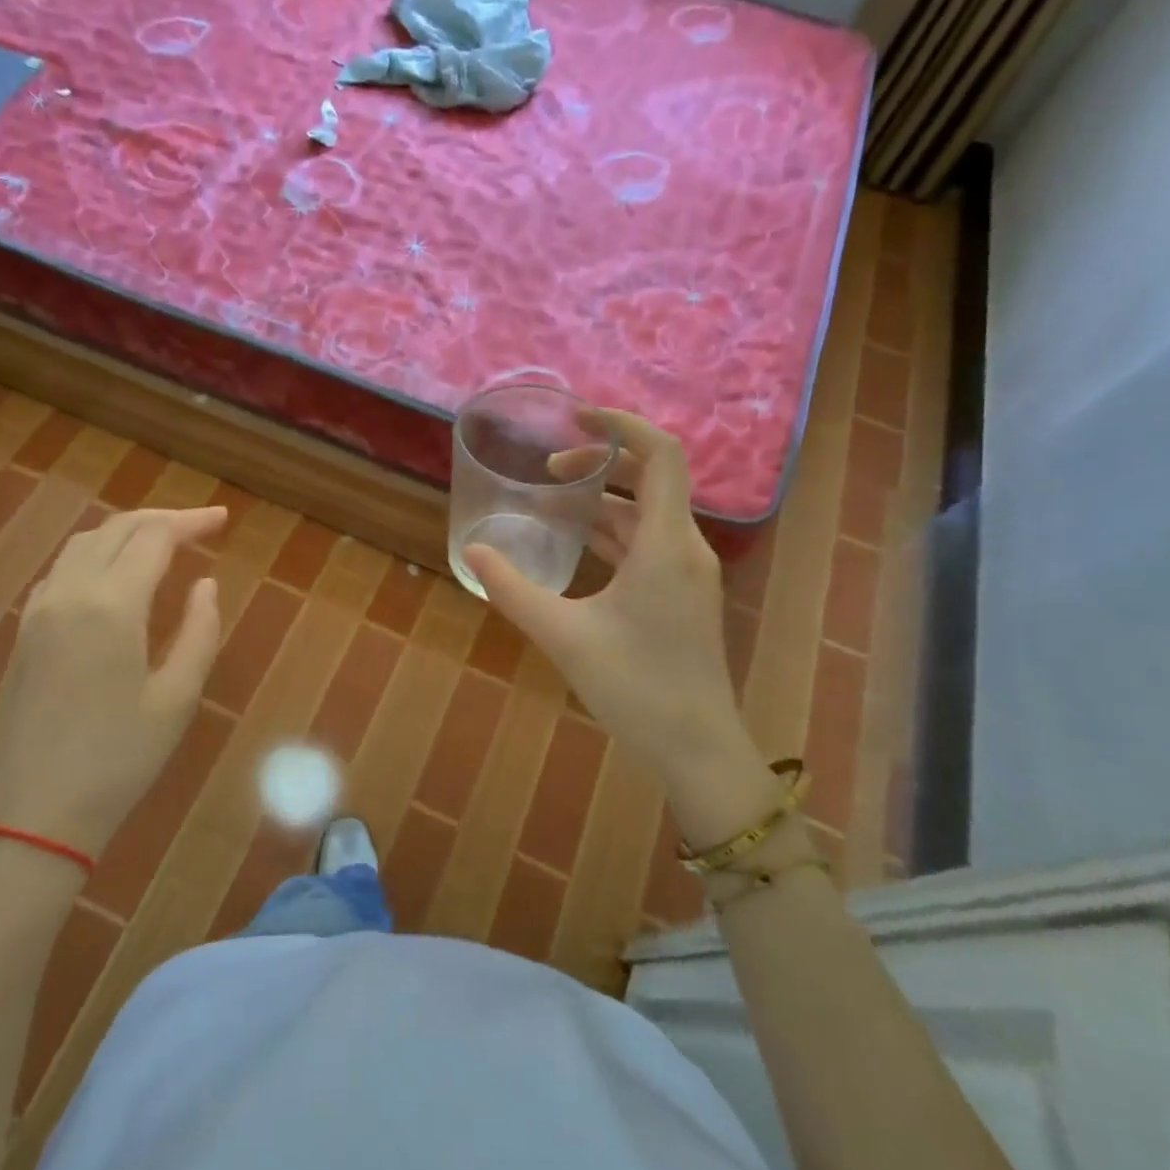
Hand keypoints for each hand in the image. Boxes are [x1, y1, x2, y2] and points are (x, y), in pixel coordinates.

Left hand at [0, 506, 226, 857]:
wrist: (31, 815)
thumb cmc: (118, 760)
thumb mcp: (177, 698)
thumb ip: (199, 631)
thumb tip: (205, 584)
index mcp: (112, 605)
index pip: (155, 538)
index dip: (191, 522)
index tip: (222, 520)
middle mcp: (70, 593)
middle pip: (117, 529)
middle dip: (162, 520)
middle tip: (201, 528)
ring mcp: (39, 611)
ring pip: (84, 544)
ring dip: (126, 532)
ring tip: (163, 543)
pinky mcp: (24, 633)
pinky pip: (62, 570)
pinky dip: (95, 554)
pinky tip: (114, 576)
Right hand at [464, 410, 781, 844]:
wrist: (696, 750)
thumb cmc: (636, 689)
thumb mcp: (563, 635)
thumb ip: (513, 589)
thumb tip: (472, 550)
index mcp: (667, 544)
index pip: (661, 454)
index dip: (622, 424)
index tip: (576, 419)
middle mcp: (685, 548)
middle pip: (652, 477)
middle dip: (601, 462)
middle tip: (549, 470)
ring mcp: (688, 573)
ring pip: (648, 513)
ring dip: (603, 499)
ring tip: (551, 500)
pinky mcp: (681, 594)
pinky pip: (648, 543)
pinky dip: (613, 530)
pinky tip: (575, 542)